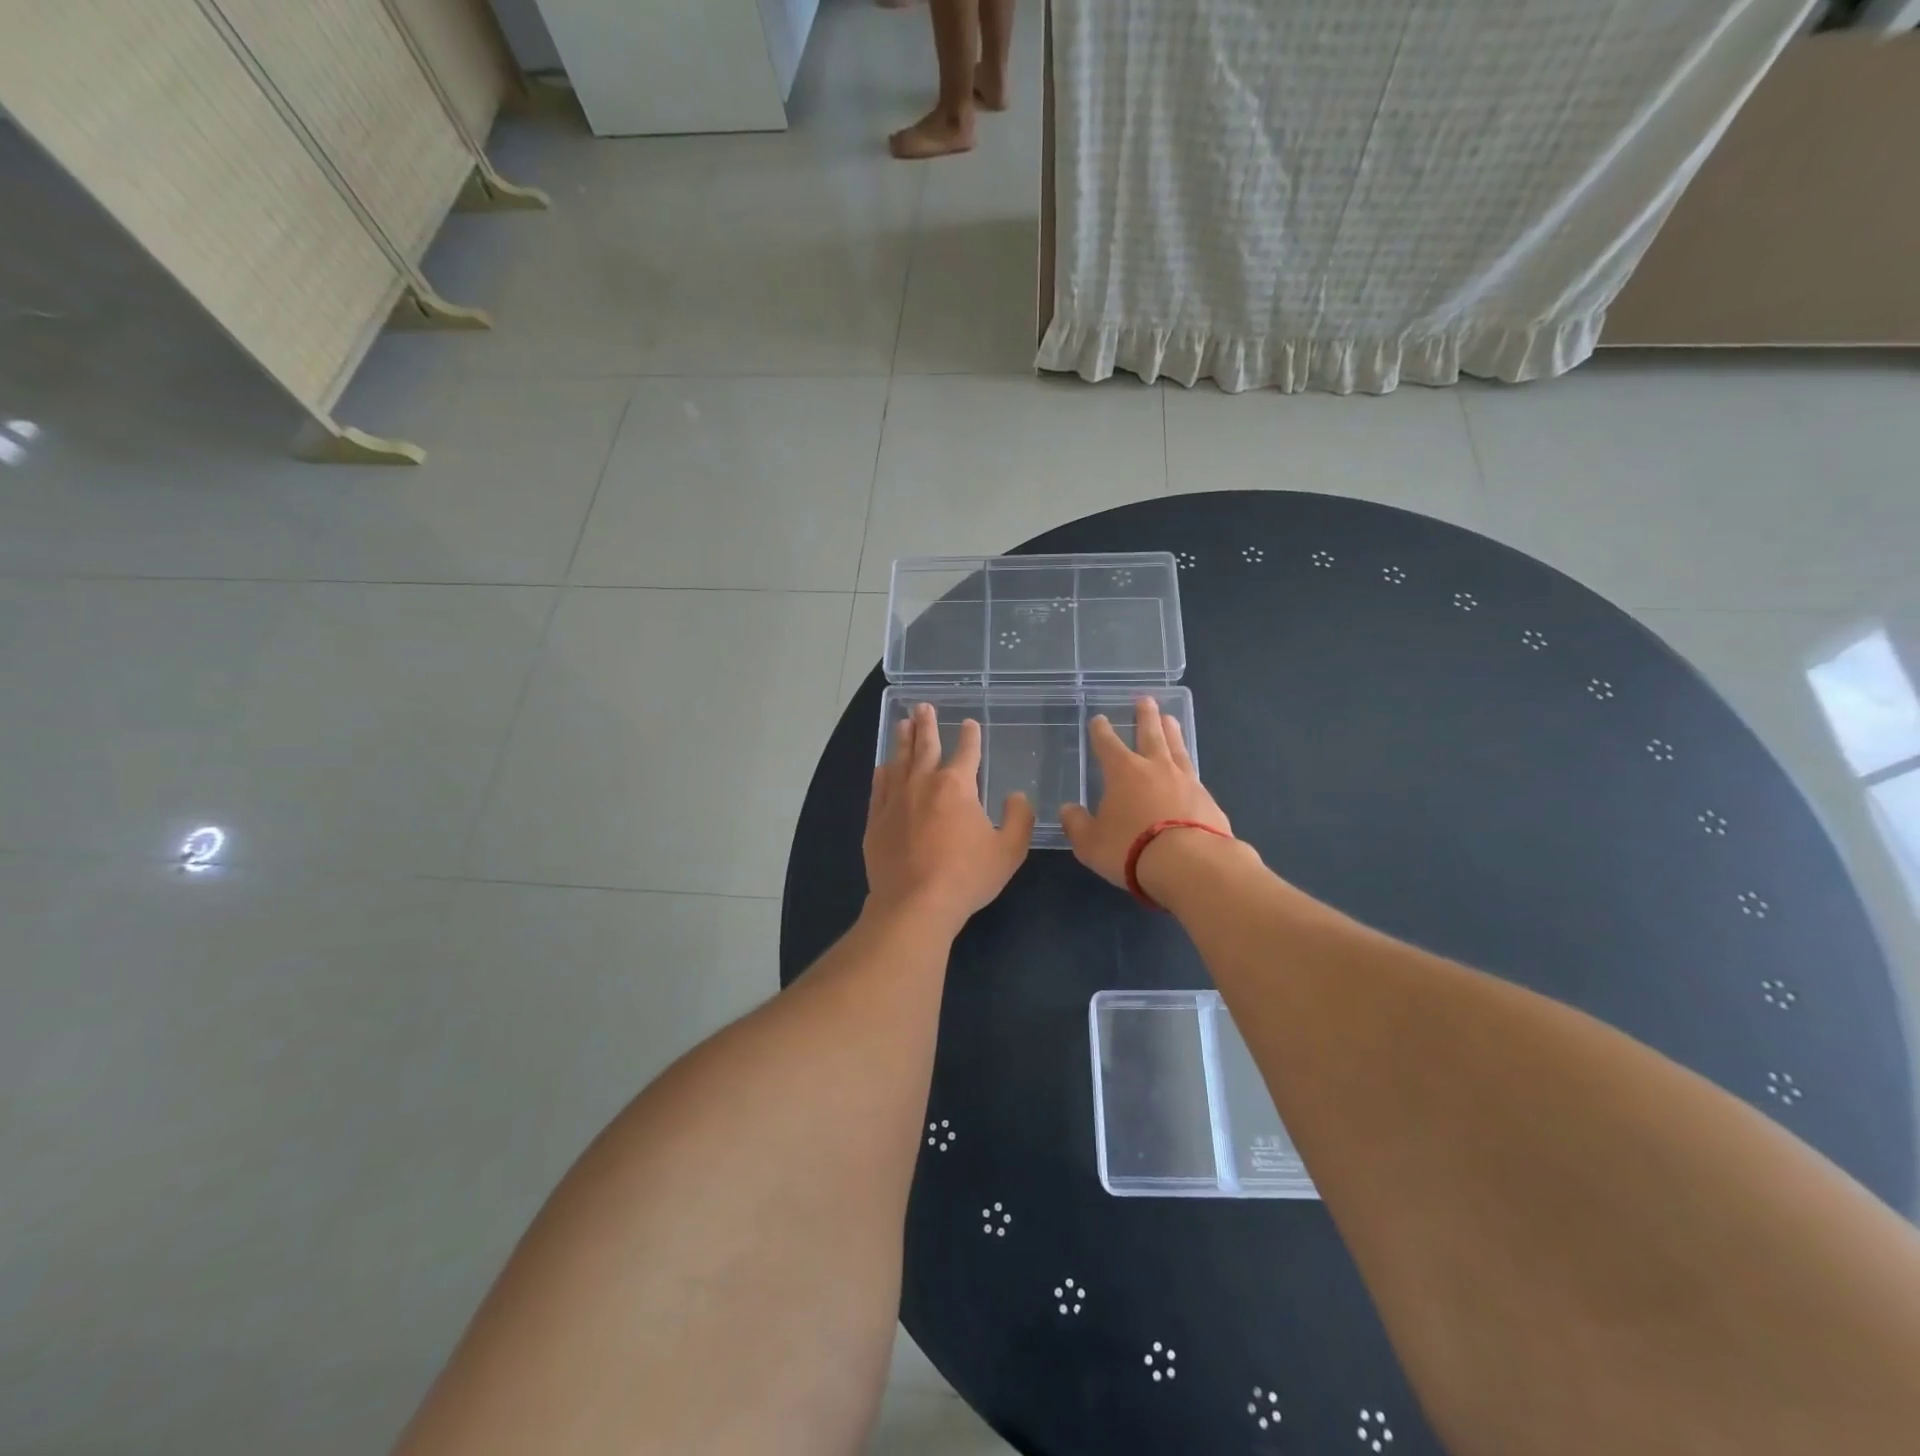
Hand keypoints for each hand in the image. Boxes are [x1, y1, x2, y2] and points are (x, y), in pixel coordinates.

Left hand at [864, 702, 1034, 933]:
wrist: (915, 904)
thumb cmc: (966, 876)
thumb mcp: (1008, 850)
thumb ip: (1018, 818)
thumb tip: (1016, 796)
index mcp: (957, 786)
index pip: (967, 752)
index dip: (970, 736)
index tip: (970, 723)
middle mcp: (923, 784)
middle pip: (925, 746)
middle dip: (926, 725)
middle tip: (922, 706)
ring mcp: (895, 801)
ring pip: (898, 761)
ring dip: (902, 741)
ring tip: (902, 724)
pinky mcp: (876, 821)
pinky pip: (878, 788)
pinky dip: (882, 774)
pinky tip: (882, 767)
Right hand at [1059, 697, 1232, 888]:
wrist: (1190, 864)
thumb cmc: (1130, 848)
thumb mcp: (1090, 843)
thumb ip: (1077, 824)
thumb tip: (1068, 810)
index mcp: (1123, 772)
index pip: (1107, 744)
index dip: (1101, 731)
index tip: (1099, 719)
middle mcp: (1155, 768)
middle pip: (1150, 734)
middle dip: (1145, 717)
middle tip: (1146, 700)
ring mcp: (1186, 781)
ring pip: (1177, 748)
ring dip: (1172, 732)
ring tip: (1171, 719)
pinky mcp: (1208, 800)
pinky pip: (1194, 776)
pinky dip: (1188, 767)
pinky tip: (1189, 770)